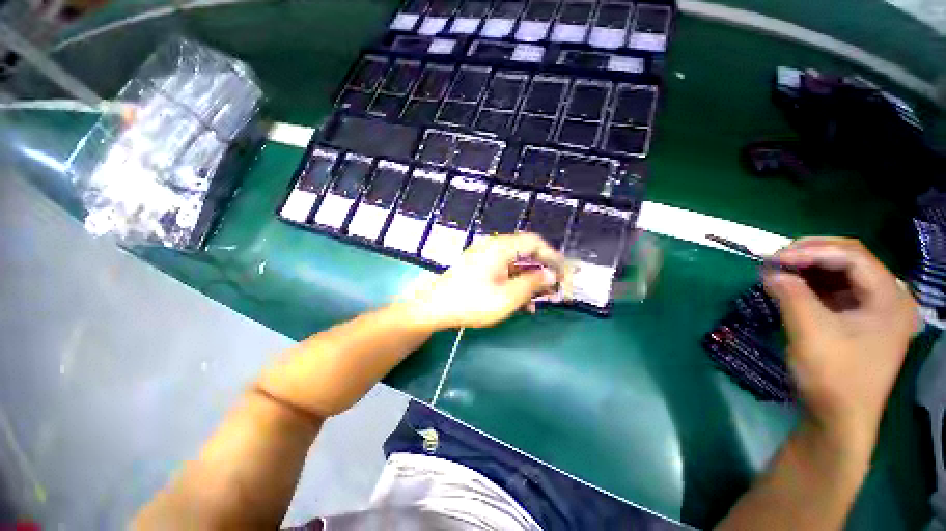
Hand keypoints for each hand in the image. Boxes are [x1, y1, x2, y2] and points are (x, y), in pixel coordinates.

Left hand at [404, 233, 565, 329]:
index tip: (563, 274)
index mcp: (500, 247)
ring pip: (516, 264)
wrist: (435, 308)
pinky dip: (516, 283)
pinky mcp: (480, 267)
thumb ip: (532, 284)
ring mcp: (485, 256)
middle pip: (526, 253)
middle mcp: (493, 247)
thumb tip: (551, 275)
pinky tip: (523, 302)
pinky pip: (504, 270)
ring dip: (530, 280)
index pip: (535, 243)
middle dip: (543, 271)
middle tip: (556, 289)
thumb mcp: (507, 297)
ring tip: (542, 300)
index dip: (553, 257)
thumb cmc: (472, 302)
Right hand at [763, 238, 917, 447]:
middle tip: (775, 261)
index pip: (852, 256)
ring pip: (842, 273)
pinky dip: (812, 285)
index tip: (774, 259)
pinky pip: (837, 291)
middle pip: (850, 259)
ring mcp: (876, 309)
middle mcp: (889, 297)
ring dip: (808, 269)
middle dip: (810, 256)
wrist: (839, 420)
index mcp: (890, 298)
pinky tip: (792, 287)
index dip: (811, 251)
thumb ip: (791, 295)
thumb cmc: (833, 377)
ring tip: (778, 272)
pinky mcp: (861, 320)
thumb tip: (770, 271)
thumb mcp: (810, 332)